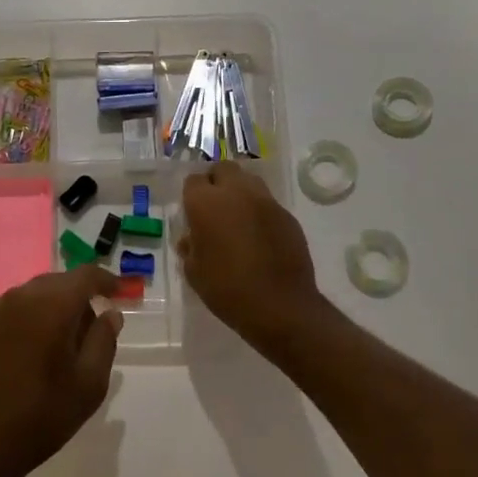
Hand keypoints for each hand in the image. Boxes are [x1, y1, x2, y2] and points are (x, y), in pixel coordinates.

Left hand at [0, 266, 121, 476]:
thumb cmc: (42, 415)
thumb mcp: (89, 384)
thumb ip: (104, 341)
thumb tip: (110, 313)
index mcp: (52, 305)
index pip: (85, 275)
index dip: (106, 280)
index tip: (118, 293)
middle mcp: (20, 297)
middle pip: (57, 282)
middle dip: (77, 297)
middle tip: (91, 327)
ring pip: (31, 296)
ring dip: (50, 308)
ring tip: (60, 343)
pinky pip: (10, 314)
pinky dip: (27, 322)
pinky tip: (29, 353)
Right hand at [178, 162, 321, 355]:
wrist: (280, 307)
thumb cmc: (227, 289)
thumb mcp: (194, 272)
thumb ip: (190, 247)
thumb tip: (191, 239)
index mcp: (206, 203)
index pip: (193, 181)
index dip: (191, 195)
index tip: (192, 213)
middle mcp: (236, 192)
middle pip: (223, 169)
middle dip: (216, 182)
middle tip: (214, 207)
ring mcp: (265, 201)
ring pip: (248, 181)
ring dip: (239, 192)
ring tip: (237, 218)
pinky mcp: (287, 215)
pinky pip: (267, 203)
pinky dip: (259, 212)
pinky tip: (259, 236)